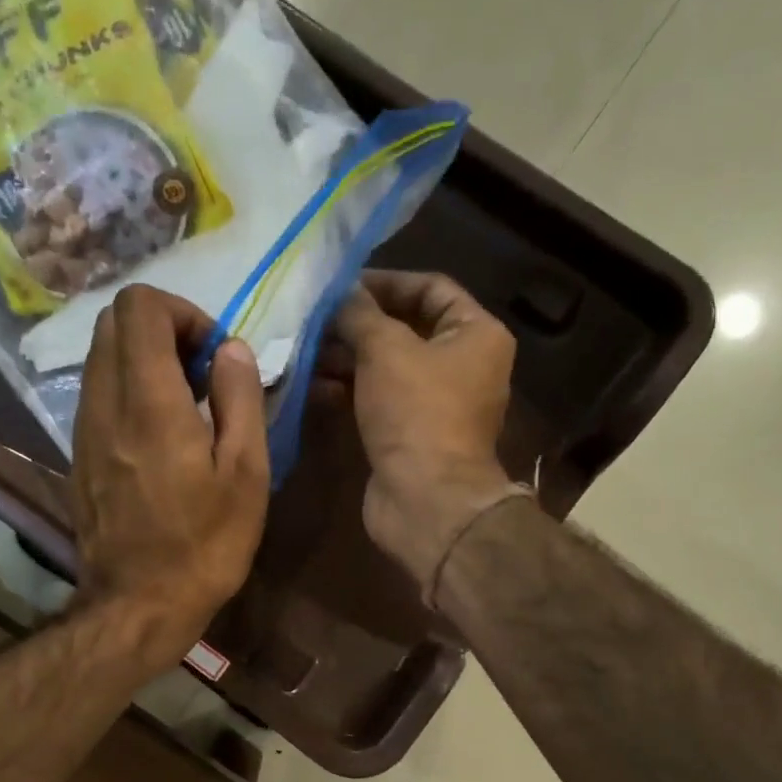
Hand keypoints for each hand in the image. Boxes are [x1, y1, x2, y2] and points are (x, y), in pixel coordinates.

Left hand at [70, 285, 269, 668]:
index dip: (183, 313)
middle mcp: (105, 403)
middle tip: (201, 377)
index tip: (214, 356)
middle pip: (113, 322)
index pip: (140, 306)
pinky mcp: (78, 457)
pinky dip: (127, 393)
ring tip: (184, 410)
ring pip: (101, 359)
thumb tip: (230, 348)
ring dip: (143, 363)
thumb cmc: (205, 546)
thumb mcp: (246, 475)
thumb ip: (240, 398)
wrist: (138, 605)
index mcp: (149, 401)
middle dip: (162, 331)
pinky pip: (97, 396)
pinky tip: (158, 439)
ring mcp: (83, 431)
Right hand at [328, 272, 518, 594]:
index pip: (431, 288)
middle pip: (406, 329)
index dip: (386, 281)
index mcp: (476, 334)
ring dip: (347, 358)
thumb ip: (360, 314)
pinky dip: (350, 391)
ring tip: (305, 351)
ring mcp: (436, 404)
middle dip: (358, 324)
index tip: (341, 285)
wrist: (425, 499)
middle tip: (314, 320)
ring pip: (387, 368)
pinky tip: (314, 387)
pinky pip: (378, 400)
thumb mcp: (385, 349)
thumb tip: (341, 292)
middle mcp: (462, 365)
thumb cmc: (416, 413)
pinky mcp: (409, 435)